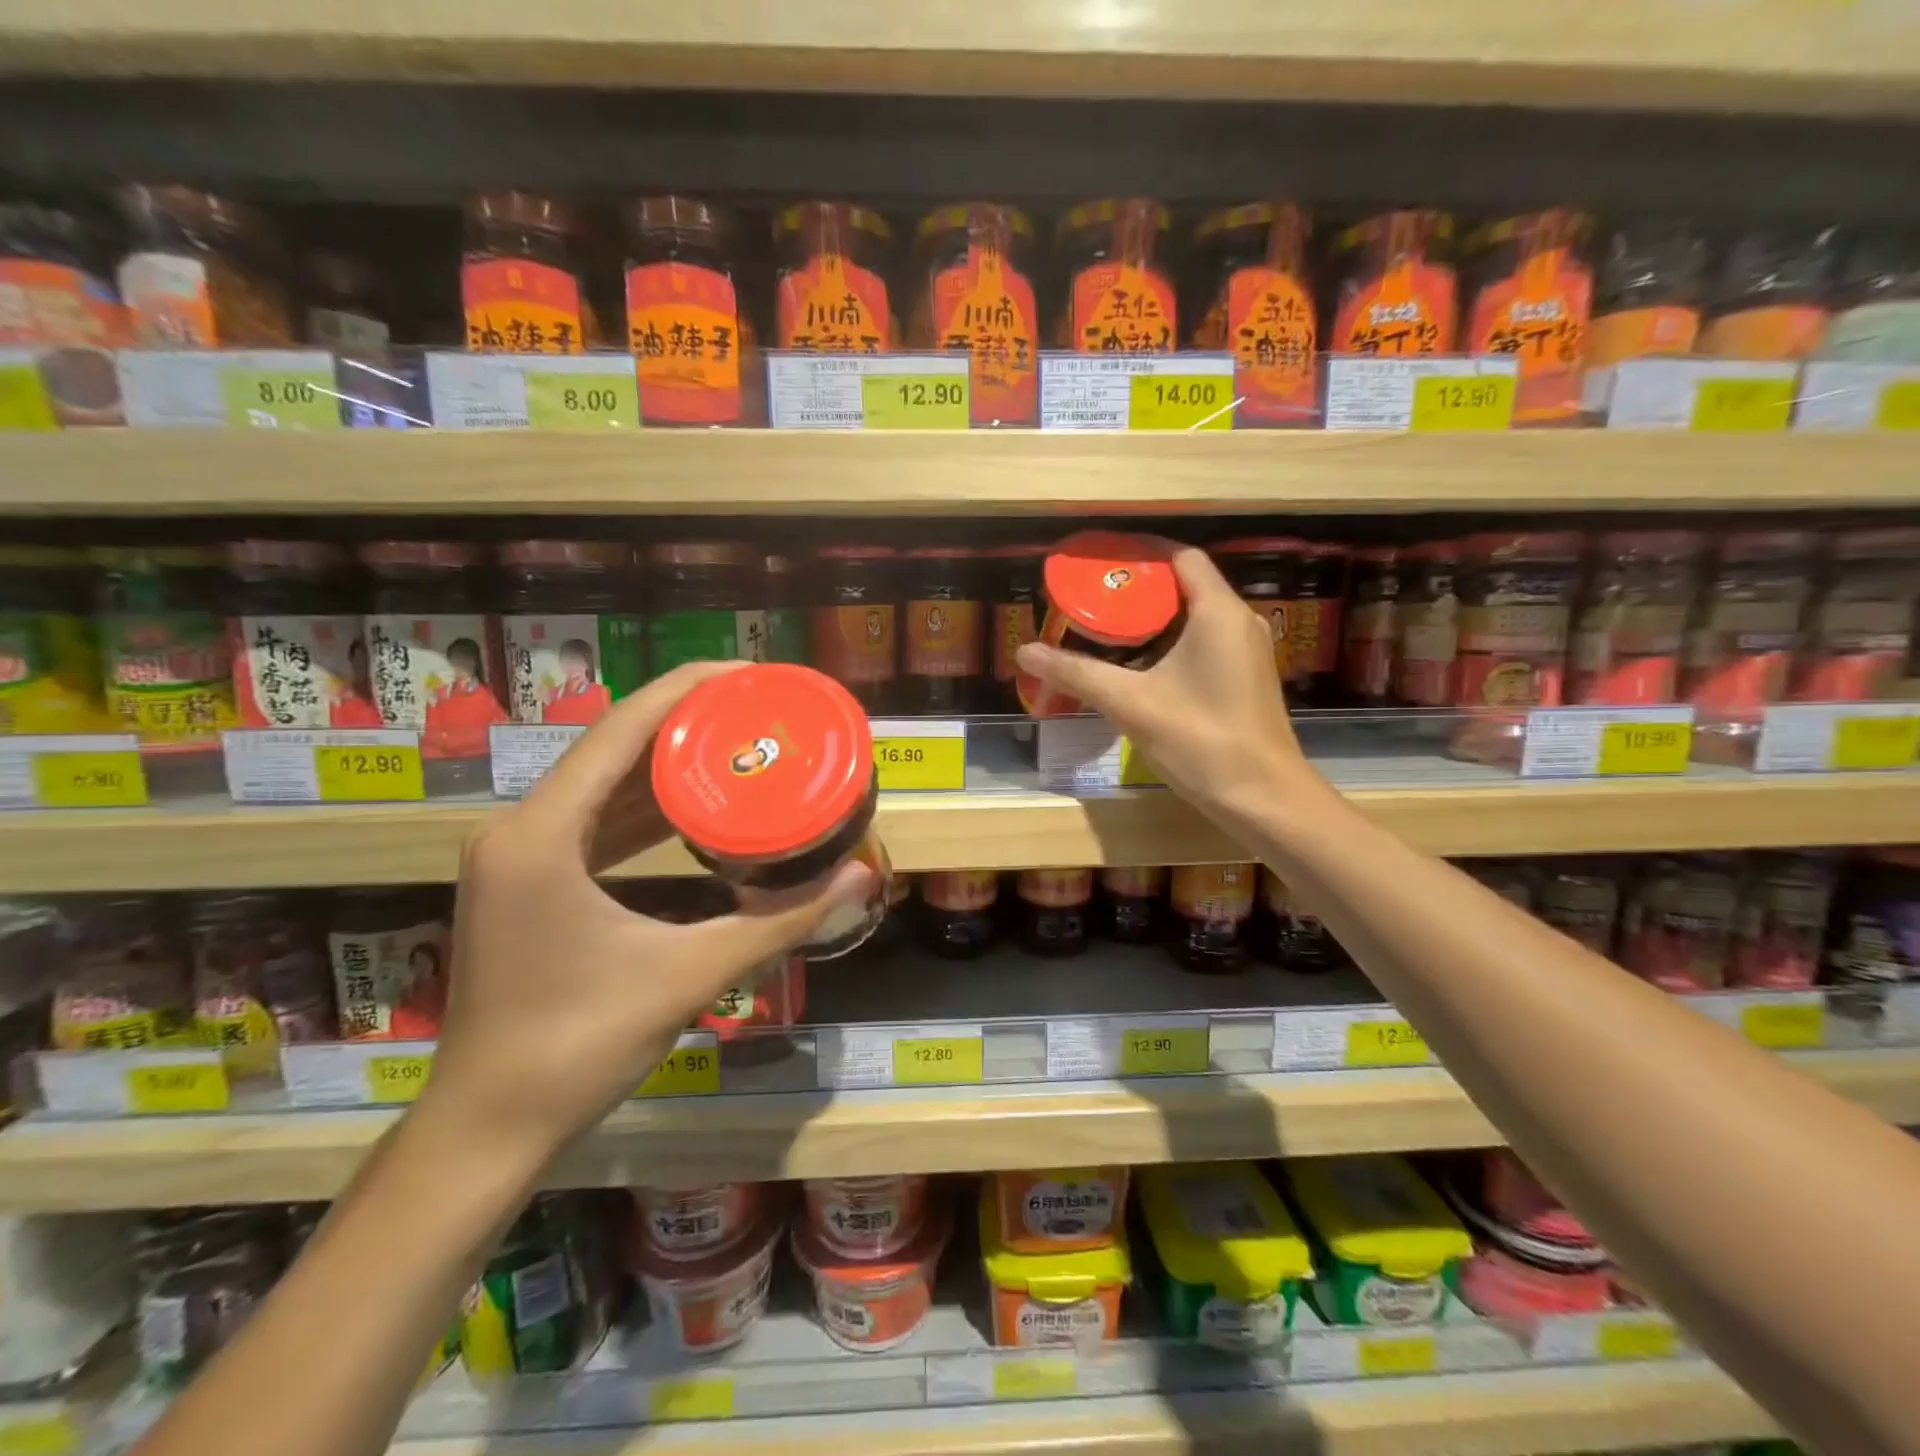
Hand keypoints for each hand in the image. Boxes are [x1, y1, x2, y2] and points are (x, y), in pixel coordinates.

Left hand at [417, 662, 871, 1168]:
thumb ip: (781, 921)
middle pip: (613, 747)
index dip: (689, 689)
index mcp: (543, 834)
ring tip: (739, 742)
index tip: (752, 674)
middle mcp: (521, 829)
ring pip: (602, 784)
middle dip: (688, 721)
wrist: (487, 1130)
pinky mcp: (528, 882)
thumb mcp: (690, 975)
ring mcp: (518, 856)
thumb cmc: (578, 1047)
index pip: (622, 730)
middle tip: (761, 709)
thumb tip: (861, 879)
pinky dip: (644, 807)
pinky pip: (594, 822)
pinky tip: (693, 806)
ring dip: (667, 762)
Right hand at [1014, 546, 1325, 825]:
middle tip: (1091, 598)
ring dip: (1151, 619)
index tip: (1099, 562)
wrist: (1262, 798)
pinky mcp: (1243, 678)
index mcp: (1218, 612)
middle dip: (1137, 589)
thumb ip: (1078, 673)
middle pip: (1184, 585)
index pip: (1180, 557)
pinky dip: (1168, 642)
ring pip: (1193, 617)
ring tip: (1104, 628)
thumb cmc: (1201, 741)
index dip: (1139, 553)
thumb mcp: (1131, 704)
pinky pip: (1201, 642)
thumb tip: (1026, 651)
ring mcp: (1245, 651)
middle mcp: (1238, 621)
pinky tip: (1136, 665)